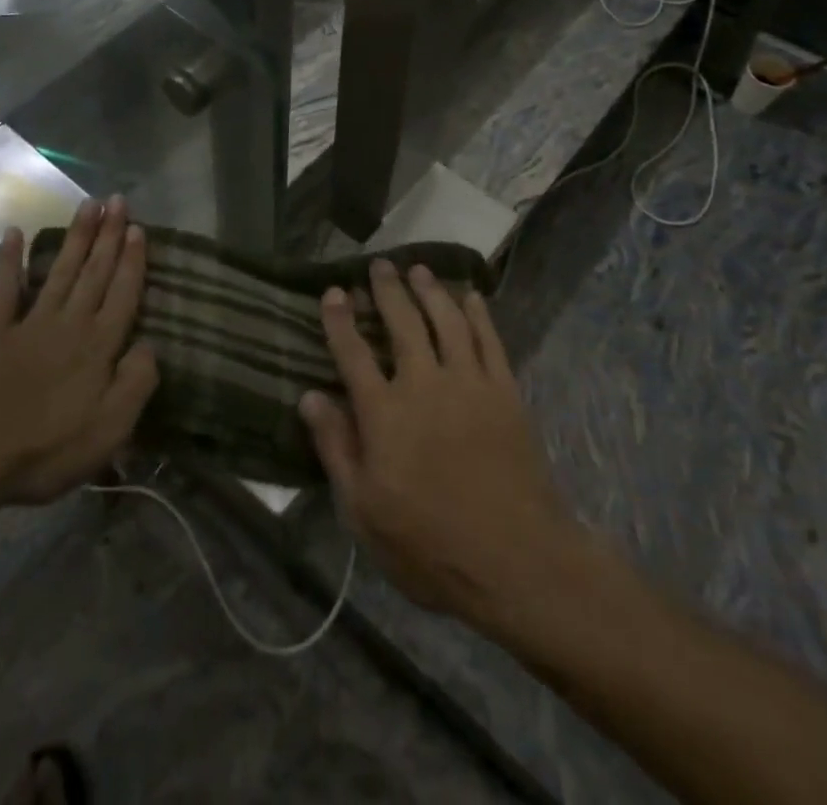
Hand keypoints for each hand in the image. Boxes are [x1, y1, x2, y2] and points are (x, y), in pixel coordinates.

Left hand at [0, 197, 158, 507]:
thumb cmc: (48, 449)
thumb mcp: (109, 430)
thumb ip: (136, 384)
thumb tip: (150, 346)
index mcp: (97, 346)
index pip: (122, 294)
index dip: (132, 261)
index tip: (138, 227)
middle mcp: (68, 323)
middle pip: (94, 272)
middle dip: (108, 235)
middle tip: (117, 199)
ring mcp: (30, 323)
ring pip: (60, 271)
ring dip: (75, 237)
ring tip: (87, 204)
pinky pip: (6, 289)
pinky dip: (10, 260)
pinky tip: (13, 233)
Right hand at [300, 260, 583, 626]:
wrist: (517, 561)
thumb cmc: (429, 544)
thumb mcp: (363, 510)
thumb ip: (335, 447)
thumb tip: (309, 396)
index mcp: (384, 413)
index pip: (353, 352)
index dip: (340, 319)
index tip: (333, 291)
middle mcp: (424, 385)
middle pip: (402, 323)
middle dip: (387, 290)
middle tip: (380, 265)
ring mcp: (469, 384)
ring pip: (446, 321)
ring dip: (431, 291)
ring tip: (419, 269)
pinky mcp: (505, 393)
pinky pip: (490, 340)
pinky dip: (479, 314)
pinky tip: (471, 297)